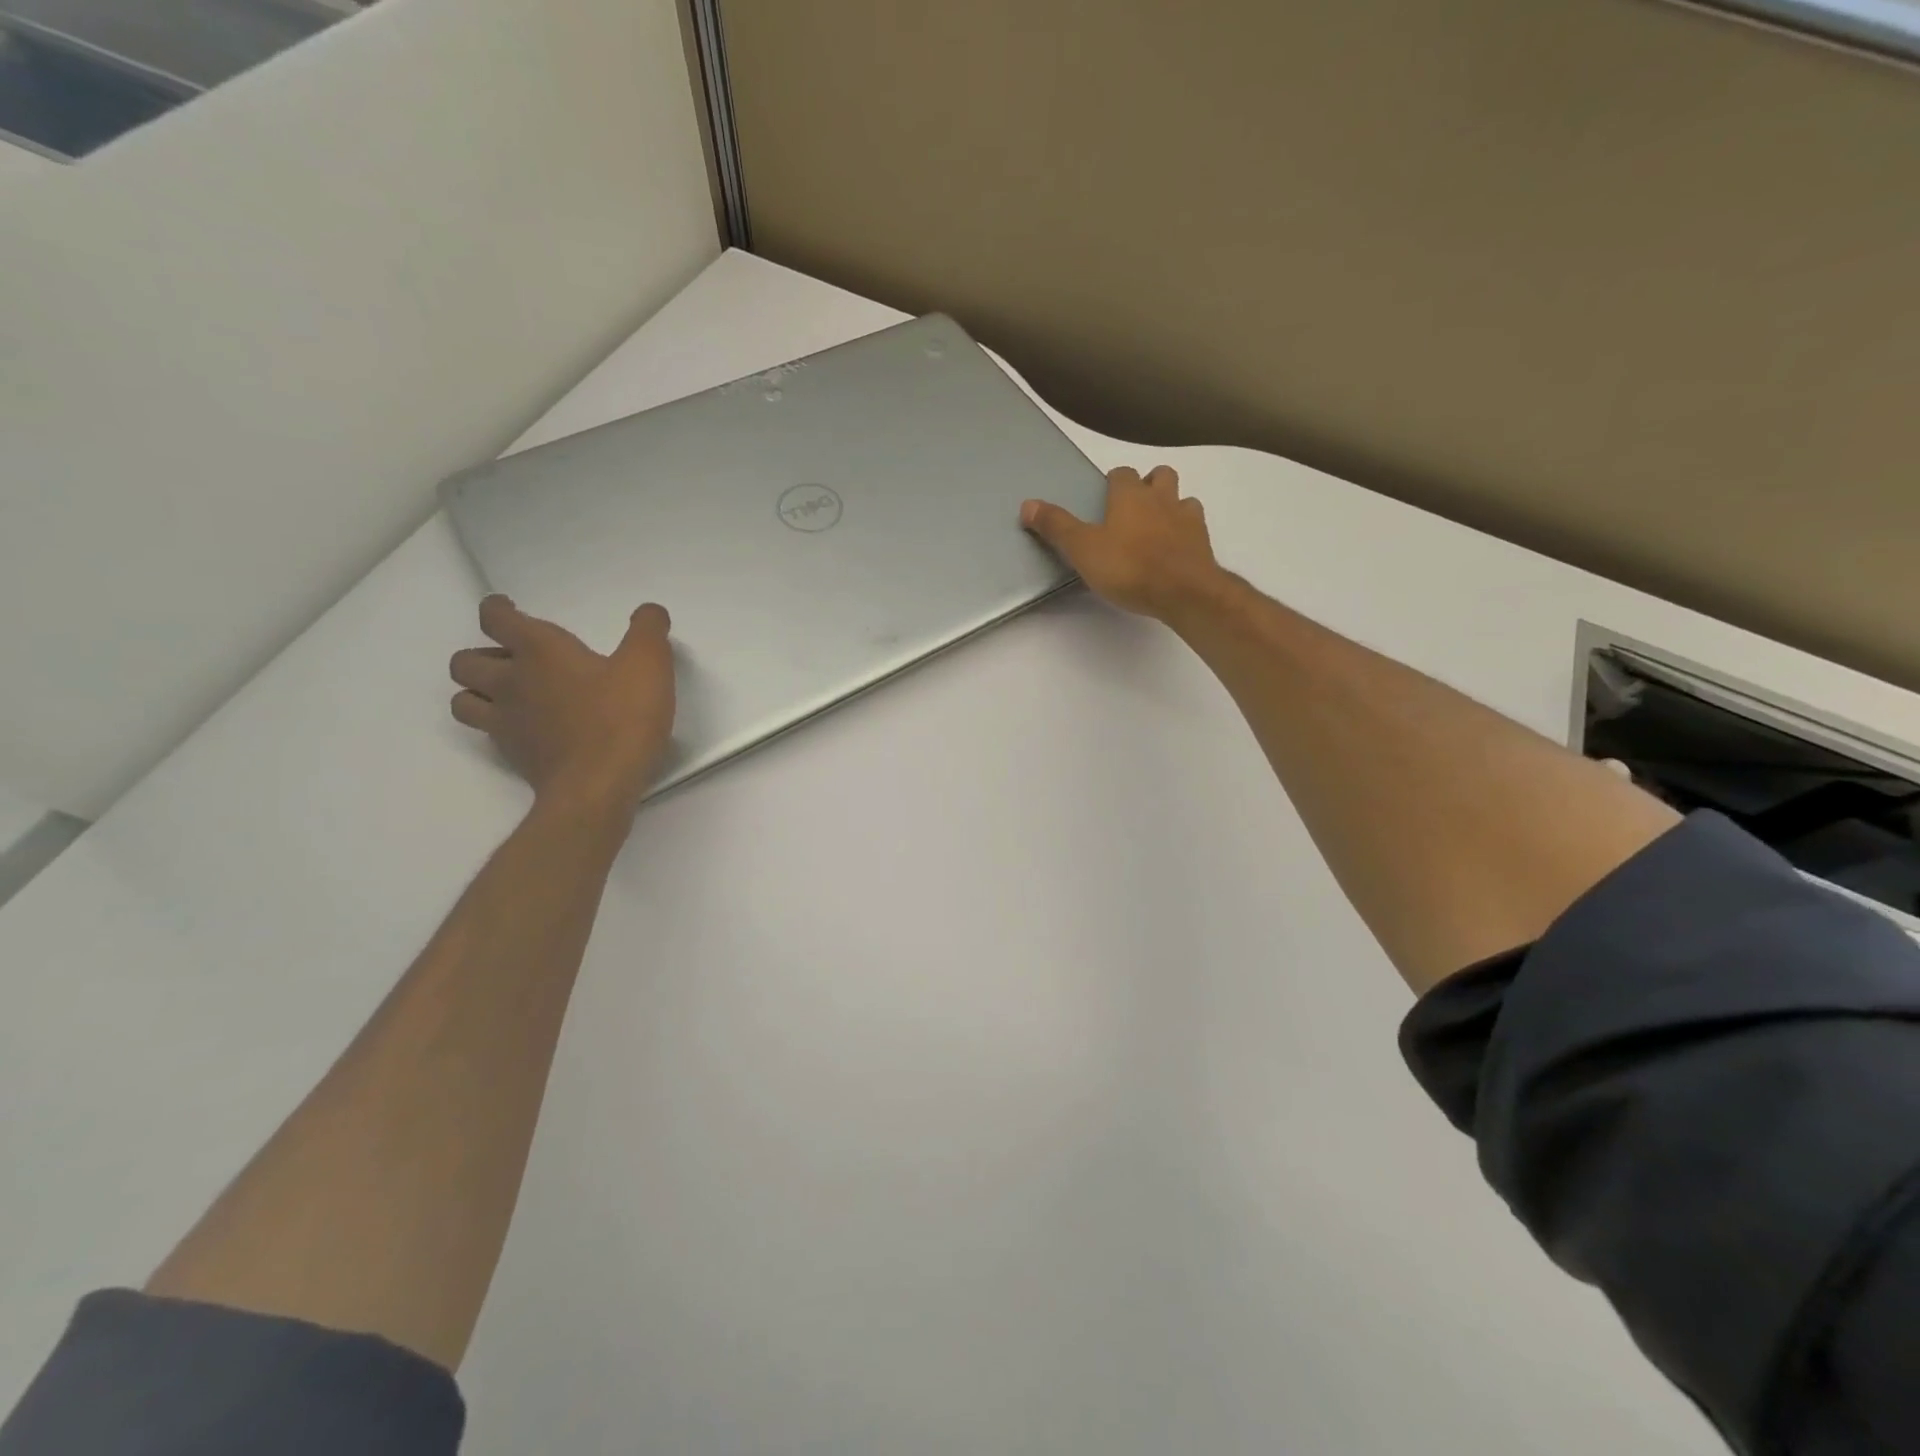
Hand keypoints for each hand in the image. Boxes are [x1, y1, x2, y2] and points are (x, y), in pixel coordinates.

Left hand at [449, 595, 675, 815]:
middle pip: (465, 660)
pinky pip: (488, 734)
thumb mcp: (650, 665)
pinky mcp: (513, 756)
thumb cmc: (622, 718)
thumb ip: (648, 630)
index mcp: (540, 651)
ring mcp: (506, 722)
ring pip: (463, 699)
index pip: (496, 618)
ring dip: (478, 692)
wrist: (598, 786)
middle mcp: (511, 682)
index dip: (498, 609)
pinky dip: (498, 726)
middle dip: (483, 653)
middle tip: (515, 659)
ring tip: (508, 694)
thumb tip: (650, 611)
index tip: (508, 608)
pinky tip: (527, 729)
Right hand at [1021, 465, 1223, 621]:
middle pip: (1160, 476)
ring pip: (1183, 499)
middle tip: (1134, 507)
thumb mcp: (1082, 549)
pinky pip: (1196, 528)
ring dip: (1172, 507)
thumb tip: (1027, 504)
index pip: (1122, 473)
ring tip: (1157, 528)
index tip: (1104, 496)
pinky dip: (1186, 533)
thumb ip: (1056, 526)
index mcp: (1130, 495)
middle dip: (1149, 484)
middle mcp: (1162, 499)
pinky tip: (1175, 550)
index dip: (1113, 482)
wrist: (1184, 592)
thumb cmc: (1129, 566)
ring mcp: (1188, 520)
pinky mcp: (1203, 544)